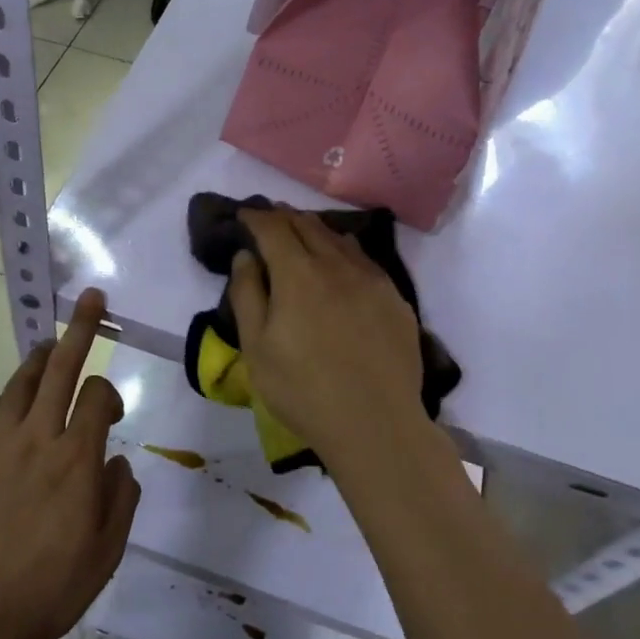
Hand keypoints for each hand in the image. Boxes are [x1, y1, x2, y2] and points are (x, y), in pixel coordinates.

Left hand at [0, 289, 139, 638]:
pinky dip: (8, 398)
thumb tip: (116, 460)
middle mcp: (36, 438)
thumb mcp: (106, 554)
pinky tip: (14, 408)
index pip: (96, 395)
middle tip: (90, 297)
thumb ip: (120, 498)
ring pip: (21, 381)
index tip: (112, 412)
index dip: (110, 391)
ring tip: (51, 343)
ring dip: (40, 356)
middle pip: (60, 367)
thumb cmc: (47, 588)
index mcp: (75, 459)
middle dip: (79, 328)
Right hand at [229, 207, 428, 467]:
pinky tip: (342, 258)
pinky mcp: (395, 299)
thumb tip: (246, 256)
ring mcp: (372, 280)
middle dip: (284, 217)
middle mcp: (337, 265)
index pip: (273, 228)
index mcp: (298, 273)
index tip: (244, 215)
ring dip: (315, 229)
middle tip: (269, 217)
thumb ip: (247, 294)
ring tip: (301, 231)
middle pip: (308, 225)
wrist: (375, 423)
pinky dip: (344, 249)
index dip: (256, 216)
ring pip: (340, 239)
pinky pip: (365, 259)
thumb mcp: (256, 347)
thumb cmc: (302, 389)